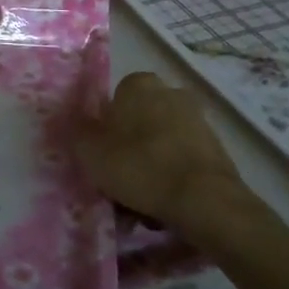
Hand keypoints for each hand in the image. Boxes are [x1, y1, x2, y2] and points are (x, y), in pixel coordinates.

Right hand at [74, 73, 252, 235]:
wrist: (204, 200)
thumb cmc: (140, 166)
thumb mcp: (91, 152)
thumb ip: (77, 133)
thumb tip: (71, 122)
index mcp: (138, 84)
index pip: (114, 101)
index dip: (105, 130)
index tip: (103, 157)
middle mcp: (170, 91)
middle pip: (139, 122)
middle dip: (130, 148)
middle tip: (120, 182)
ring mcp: (197, 119)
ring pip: (161, 143)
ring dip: (151, 166)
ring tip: (142, 203)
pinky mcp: (216, 147)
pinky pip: (182, 160)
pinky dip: (173, 177)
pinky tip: (166, 204)